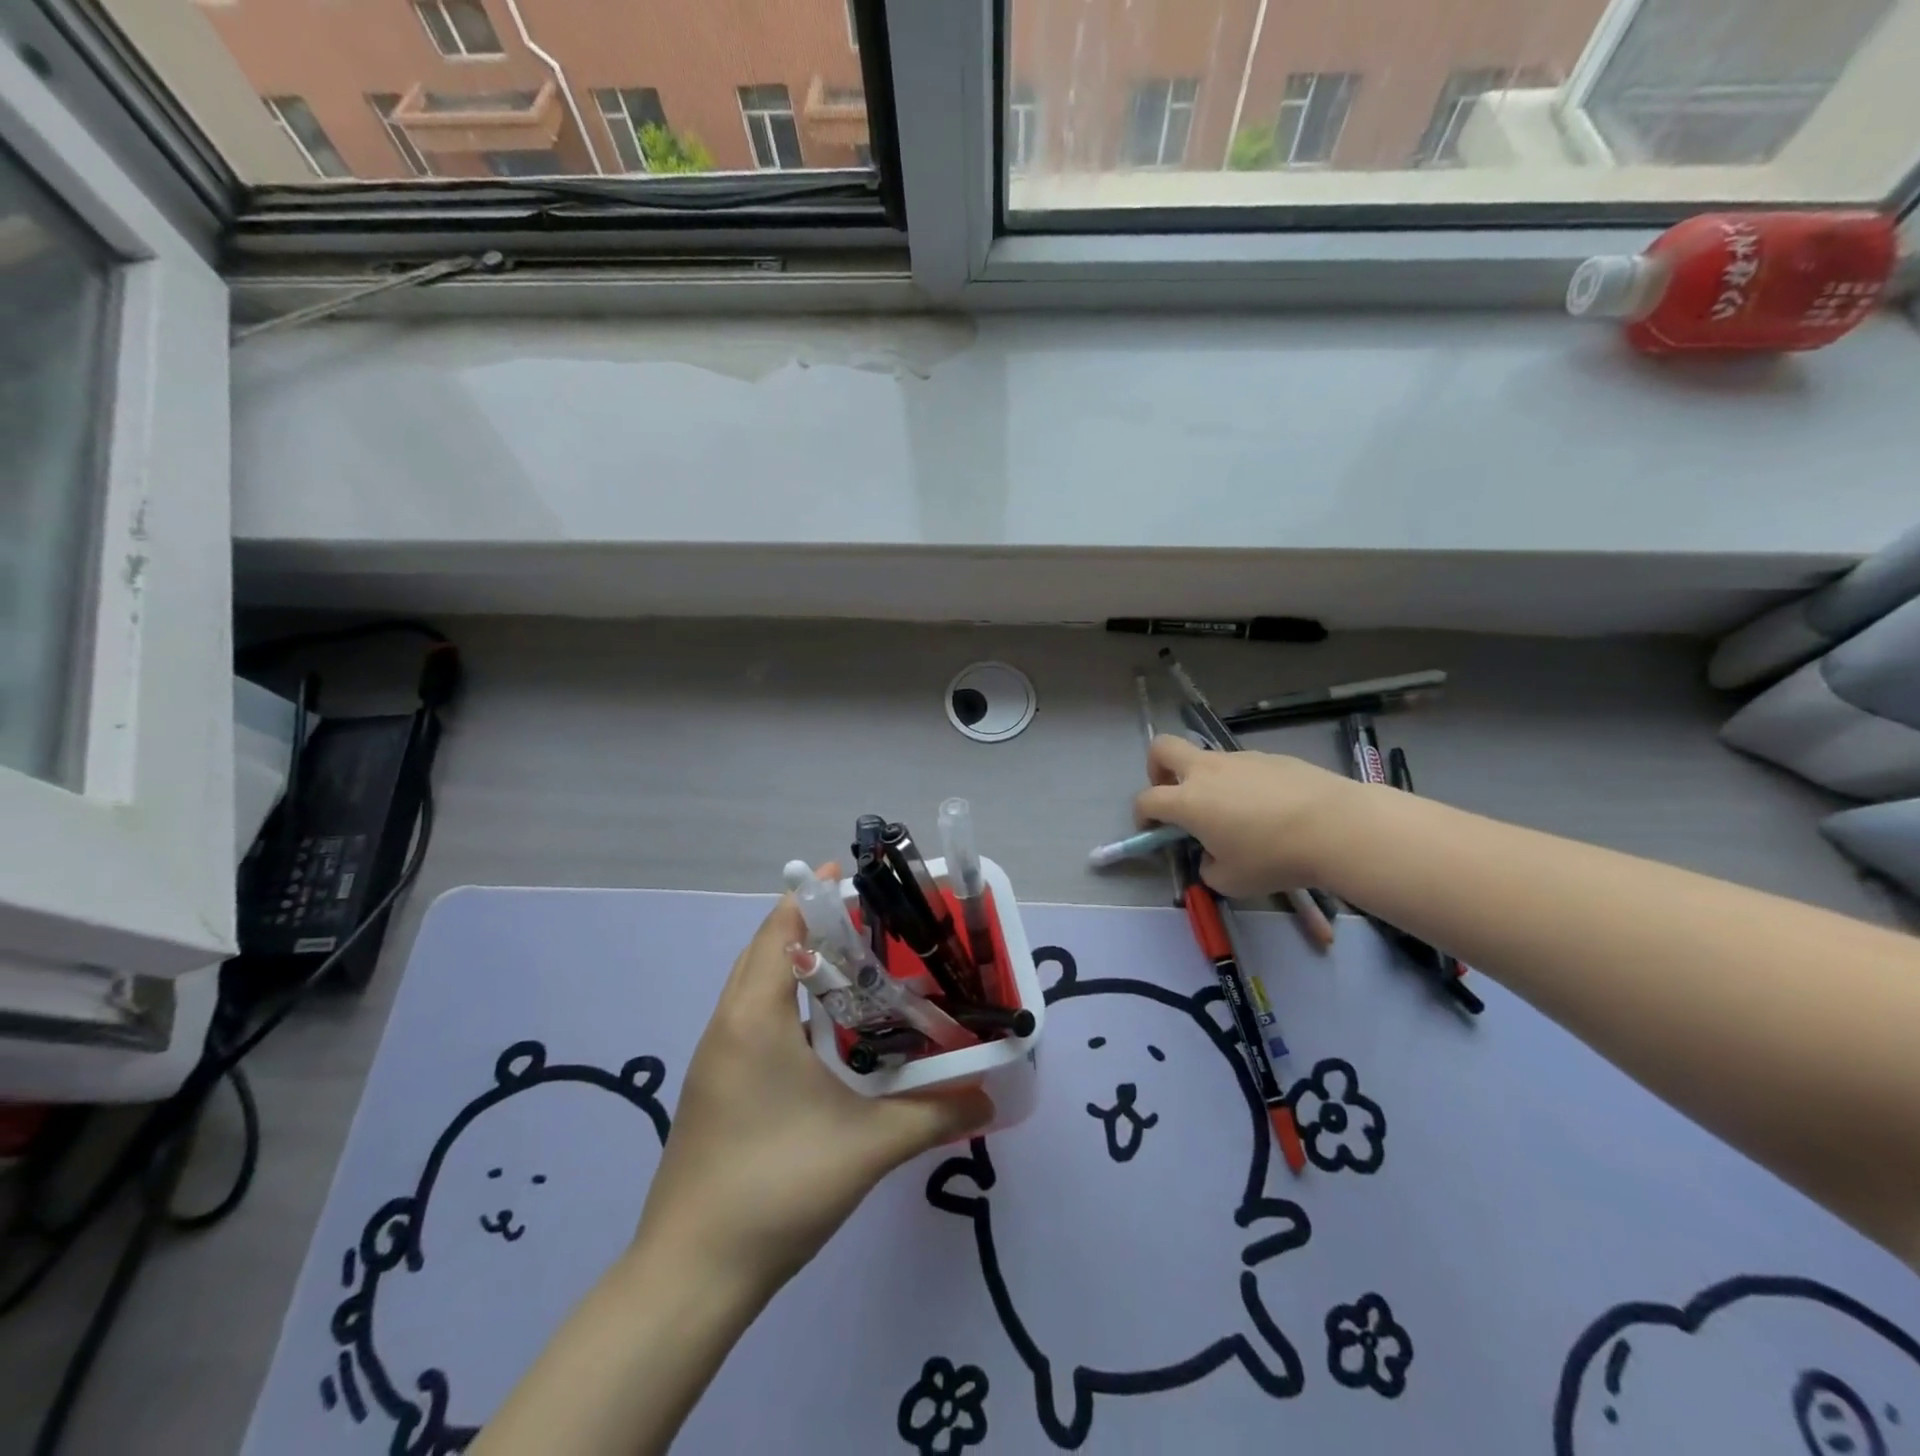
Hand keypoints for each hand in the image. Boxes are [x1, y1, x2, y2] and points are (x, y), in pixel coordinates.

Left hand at [633, 865, 992, 1299]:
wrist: (690, 1276)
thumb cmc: (776, 1188)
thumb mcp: (867, 1147)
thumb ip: (933, 1114)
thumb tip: (989, 1096)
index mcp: (754, 1018)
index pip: (778, 930)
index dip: (813, 898)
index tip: (854, 880)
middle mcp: (727, 1025)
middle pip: (765, 950)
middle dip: (811, 928)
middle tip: (870, 925)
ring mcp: (715, 1058)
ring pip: (755, 987)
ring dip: (797, 966)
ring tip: (856, 969)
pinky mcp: (715, 1087)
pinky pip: (752, 1019)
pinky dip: (786, 1003)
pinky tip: (827, 1034)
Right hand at [1133, 735, 1356, 897]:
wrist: (1336, 826)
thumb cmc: (1273, 856)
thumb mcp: (1231, 881)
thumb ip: (1208, 867)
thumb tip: (1211, 857)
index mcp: (1187, 801)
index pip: (1147, 799)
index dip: (1142, 815)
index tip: (1152, 830)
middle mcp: (1206, 771)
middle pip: (1162, 748)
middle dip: (1157, 768)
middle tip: (1173, 794)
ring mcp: (1240, 758)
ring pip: (1207, 759)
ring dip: (1206, 780)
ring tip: (1234, 814)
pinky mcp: (1271, 757)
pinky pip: (1243, 766)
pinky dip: (1242, 783)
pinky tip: (1269, 809)